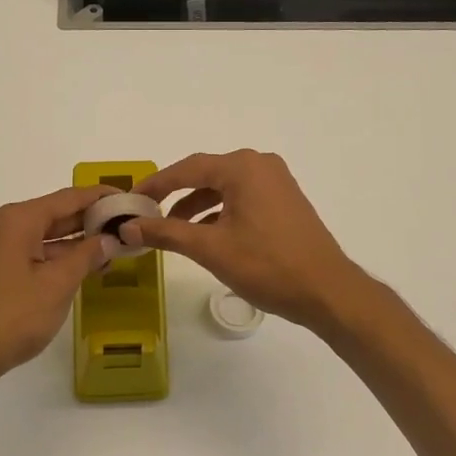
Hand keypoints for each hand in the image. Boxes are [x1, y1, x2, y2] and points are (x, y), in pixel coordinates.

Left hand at [0, 185, 113, 389]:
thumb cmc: (13, 316)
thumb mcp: (58, 285)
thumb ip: (86, 256)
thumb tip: (108, 238)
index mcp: (20, 220)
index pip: (69, 197)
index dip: (101, 196)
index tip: (129, 198)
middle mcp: (7, 225)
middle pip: (57, 213)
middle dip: (92, 219)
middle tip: (128, 224)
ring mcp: (0, 247)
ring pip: (47, 235)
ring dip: (78, 241)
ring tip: (114, 248)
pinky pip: (36, 252)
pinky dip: (61, 257)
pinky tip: (85, 267)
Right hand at [125, 151, 370, 333]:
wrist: (327, 291)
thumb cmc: (267, 265)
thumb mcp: (210, 248)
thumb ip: (166, 233)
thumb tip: (128, 226)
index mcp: (242, 167)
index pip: (187, 169)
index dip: (155, 185)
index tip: (130, 200)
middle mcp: (260, 165)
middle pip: (206, 174)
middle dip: (175, 195)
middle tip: (147, 214)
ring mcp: (276, 182)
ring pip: (224, 188)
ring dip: (197, 206)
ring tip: (172, 230)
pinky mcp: (284, 200)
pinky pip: (242, 197)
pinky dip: (219, 212)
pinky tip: (205, 235)